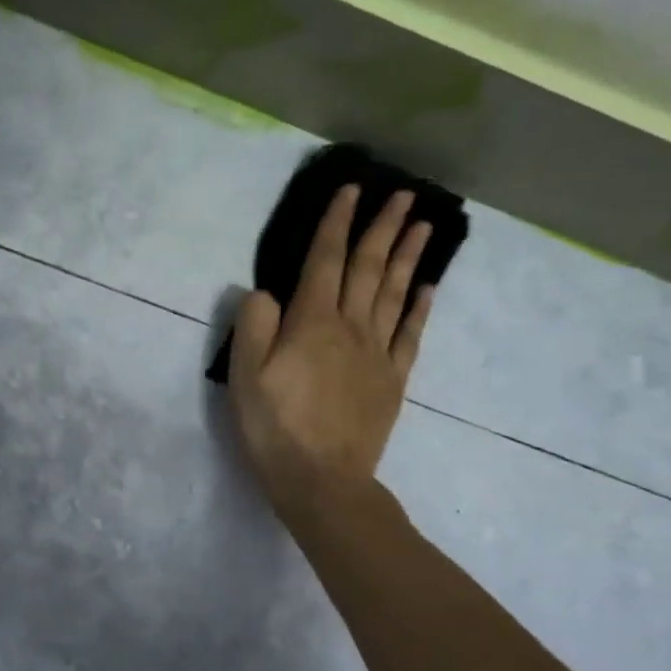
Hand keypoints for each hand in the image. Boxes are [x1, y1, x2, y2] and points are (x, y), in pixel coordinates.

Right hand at [228, 184, 433, 505]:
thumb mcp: (244, 377)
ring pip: (395, 293)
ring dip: (409, 256)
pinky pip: (410, 334)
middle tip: (403, 194)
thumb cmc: (275, 428)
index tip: (351, 190)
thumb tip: (264, 291)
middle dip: (383, 227)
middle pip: (369, 268)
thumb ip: (253, 327)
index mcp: (312, 323)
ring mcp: (377, 353)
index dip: (337, 223)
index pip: (325, 261)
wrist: (323, 481)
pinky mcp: (392, 379)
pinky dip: (419, 307)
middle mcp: (350, 328)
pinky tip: (426, 287)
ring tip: (423, 224)